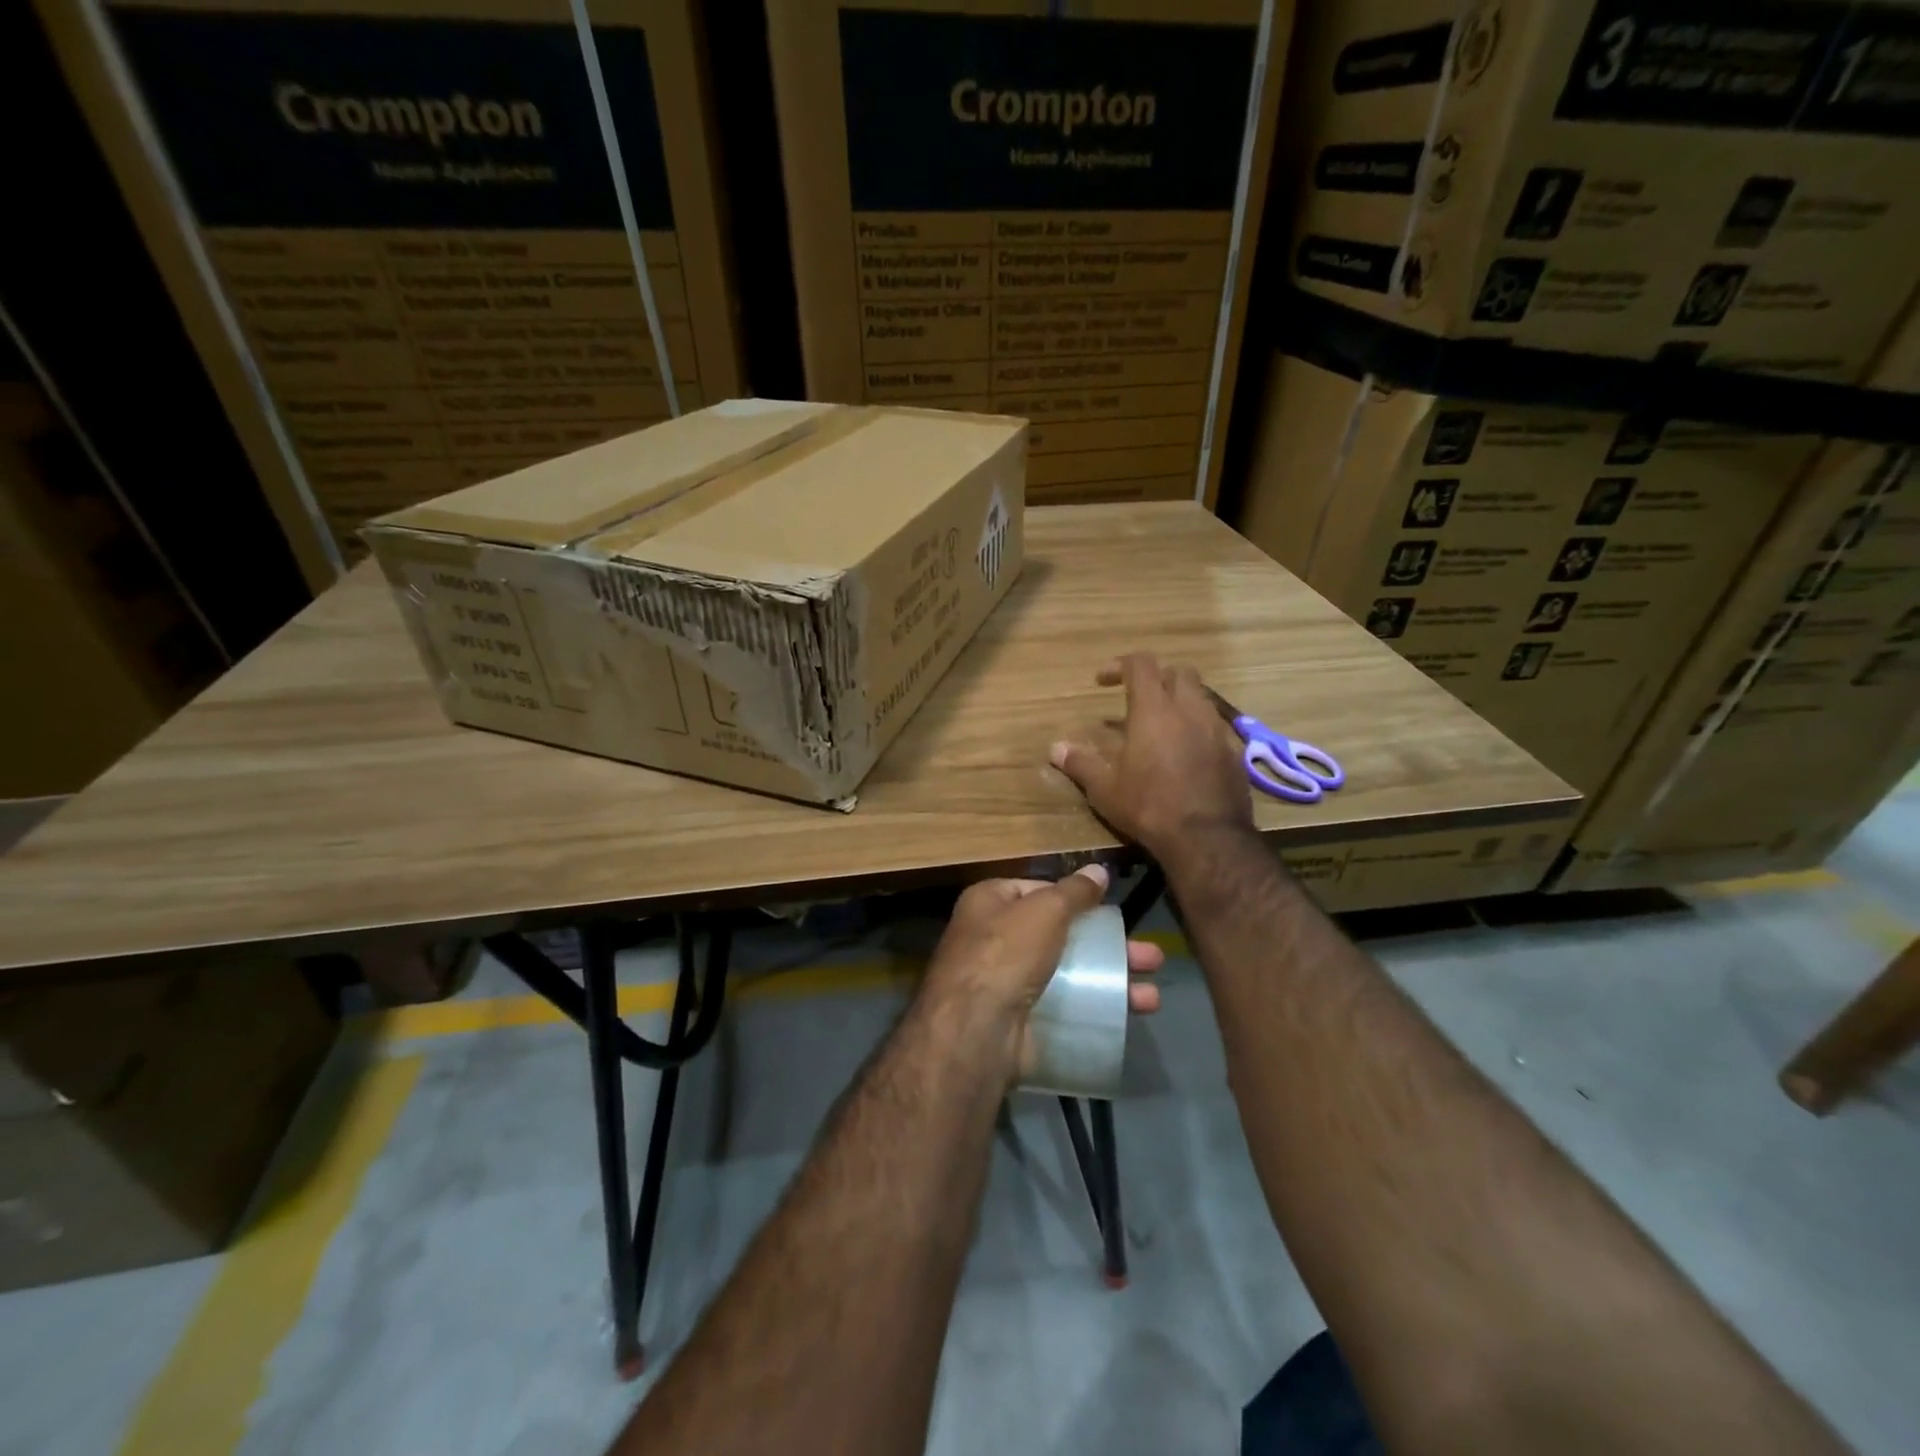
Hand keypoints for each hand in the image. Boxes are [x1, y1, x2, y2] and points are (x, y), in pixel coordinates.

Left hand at [920, 864, 1163, 1085]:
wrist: (976, 1030)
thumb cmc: (1006, 953)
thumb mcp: (1044, 910)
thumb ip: (1074, 891)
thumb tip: (1098, 869)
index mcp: (989, 904)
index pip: (1035, 890)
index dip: (1071, 896)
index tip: (1106, 907)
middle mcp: (995, 940)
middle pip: (1061, 935)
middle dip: (1108, 945)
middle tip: (1151, 955)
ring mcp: (1009, 984)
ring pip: (1070, 974)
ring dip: (1112, 981)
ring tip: (1153, 993)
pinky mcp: (1022, 1021)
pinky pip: (1066, 1009)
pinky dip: (1097, 1010)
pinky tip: (1129, 1016)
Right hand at [1049, 653, 1253, 860]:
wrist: (1207, 838)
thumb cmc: (1148, 806)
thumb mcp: (1105, 789)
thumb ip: (1080, 763)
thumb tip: (1055, 749)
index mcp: (1154, 710)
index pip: (1140, 664)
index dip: (1119, 664)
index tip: (1101, 681)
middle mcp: (1189, 710)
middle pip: (1179, 672)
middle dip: (1157, 677)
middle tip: (1137, 700)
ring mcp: (1216, 730)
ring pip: (1201, 698)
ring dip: (1180, 703)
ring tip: (1161, 729)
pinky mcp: (1233, 752)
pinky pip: (1214, 727)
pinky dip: (1197, 730)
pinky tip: (1185, 755)